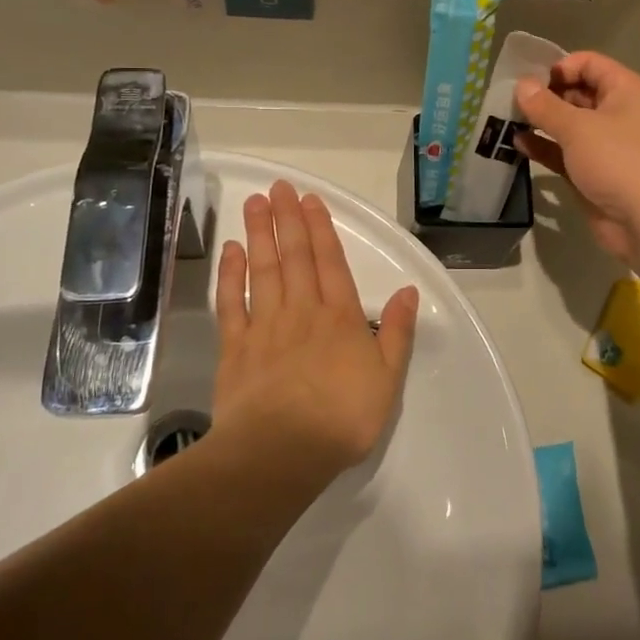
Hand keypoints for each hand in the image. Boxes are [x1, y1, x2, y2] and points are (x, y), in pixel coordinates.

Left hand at [212, 181, 419, 484]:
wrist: (281, 452)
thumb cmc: (342, 418)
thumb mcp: (388, 378)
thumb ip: (398, 332)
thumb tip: (408, 290)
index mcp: (340, 317)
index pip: (330, 262)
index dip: (320, 228)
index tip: (309, 199)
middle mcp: (302, 311)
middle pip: (295, 257)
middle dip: (288, 219)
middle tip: (279, 187)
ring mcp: (265, 326)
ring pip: (263, 270)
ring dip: (260, 234)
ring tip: (255, 203)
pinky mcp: (235, 347)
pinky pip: (231, 303)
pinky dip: (230, 275)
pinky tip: (230, 251)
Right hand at [515, 52, 639, 262]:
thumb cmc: (617, 161)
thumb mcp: (577, 128)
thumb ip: (545, 106)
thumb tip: (521, 85)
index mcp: (626, 91)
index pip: (590, 63)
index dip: (559, 67)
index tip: (530, 80)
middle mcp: (619, 113)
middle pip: (578, 93)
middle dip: (545, 96)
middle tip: (512, 101)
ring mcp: (607, 145)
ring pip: (570, 125)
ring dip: (541, 122)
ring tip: (507, 120)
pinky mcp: (594, 173)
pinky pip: (566, 152)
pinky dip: (545, 147)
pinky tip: (517, 145)